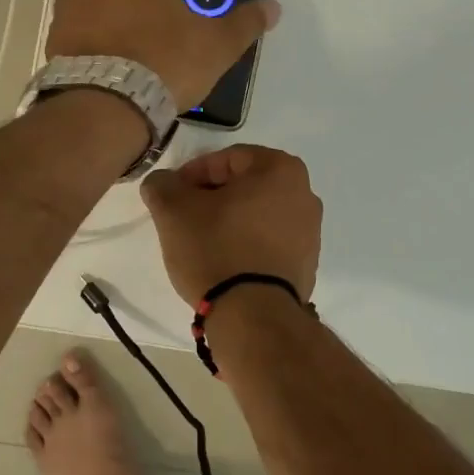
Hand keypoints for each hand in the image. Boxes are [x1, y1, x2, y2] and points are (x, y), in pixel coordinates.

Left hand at [45, 0, 279, 110]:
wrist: (113, 106)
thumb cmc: (168, 61)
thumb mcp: (217, 45)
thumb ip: (244, 23)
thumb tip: (274, 8)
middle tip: (128, 2)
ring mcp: (67, 11)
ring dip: (87, 6)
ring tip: (111, 35)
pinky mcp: (52, 43)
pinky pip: (63, 29)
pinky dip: (76, 37)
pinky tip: (96, 59)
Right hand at [140, 145, 321, 304]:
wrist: (253, 316)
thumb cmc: (216, 248)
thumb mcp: (173, 209)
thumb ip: (162, 185)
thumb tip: (163, 183)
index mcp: (281, 168)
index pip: (227, 158)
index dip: (193, 174)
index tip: (173, 195)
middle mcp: (305, 193)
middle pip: (246, 185)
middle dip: (213, 197)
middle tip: (184, 217)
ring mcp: (311, 231)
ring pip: (258, 213)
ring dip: (230, 220)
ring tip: (202, 242)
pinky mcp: (306, 263)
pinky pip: (269, 241)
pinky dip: (247, 243)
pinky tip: (225, 262)